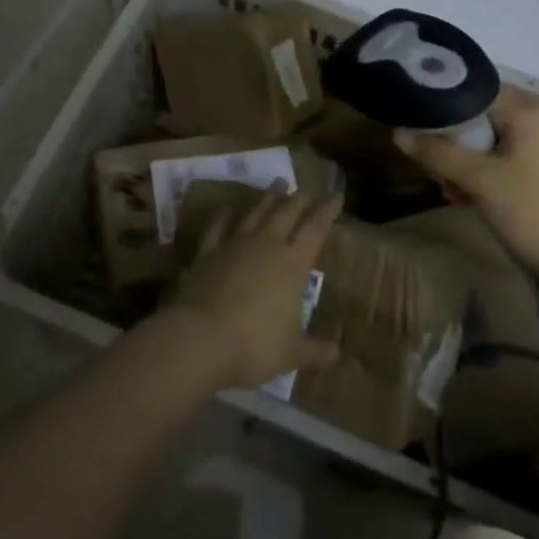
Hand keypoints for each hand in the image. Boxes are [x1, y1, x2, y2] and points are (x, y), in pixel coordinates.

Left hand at [167, 188, 341, 390]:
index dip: (327, 210)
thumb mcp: (291, 353)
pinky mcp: (207, 251)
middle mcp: (266, 245)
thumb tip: (337, 355)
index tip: (336, 196)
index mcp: (293, 264)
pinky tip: (231, 206)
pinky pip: (220, 225)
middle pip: (286, 212)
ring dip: (268, 197)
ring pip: (256, 211)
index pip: (316, 228)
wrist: (200, 339)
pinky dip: (227, 212)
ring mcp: (234, 244)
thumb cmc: (254, 345)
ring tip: (277, 183)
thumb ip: (314, 351)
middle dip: (299, 198)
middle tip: (307, 188)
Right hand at [395, 88, 538, 283]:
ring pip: (492, 141)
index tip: (417, 117)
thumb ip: (437, 153)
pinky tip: (467, 198)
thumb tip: (398, 132)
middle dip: (453, 138)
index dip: (443, 100)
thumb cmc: (531, 212)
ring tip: (447, 188)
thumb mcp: (478, 181)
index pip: (475, 88)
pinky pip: (506, 160)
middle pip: (482, 115)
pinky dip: (485, 173)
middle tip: (430, 162)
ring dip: (465, 160)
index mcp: (526, 112)